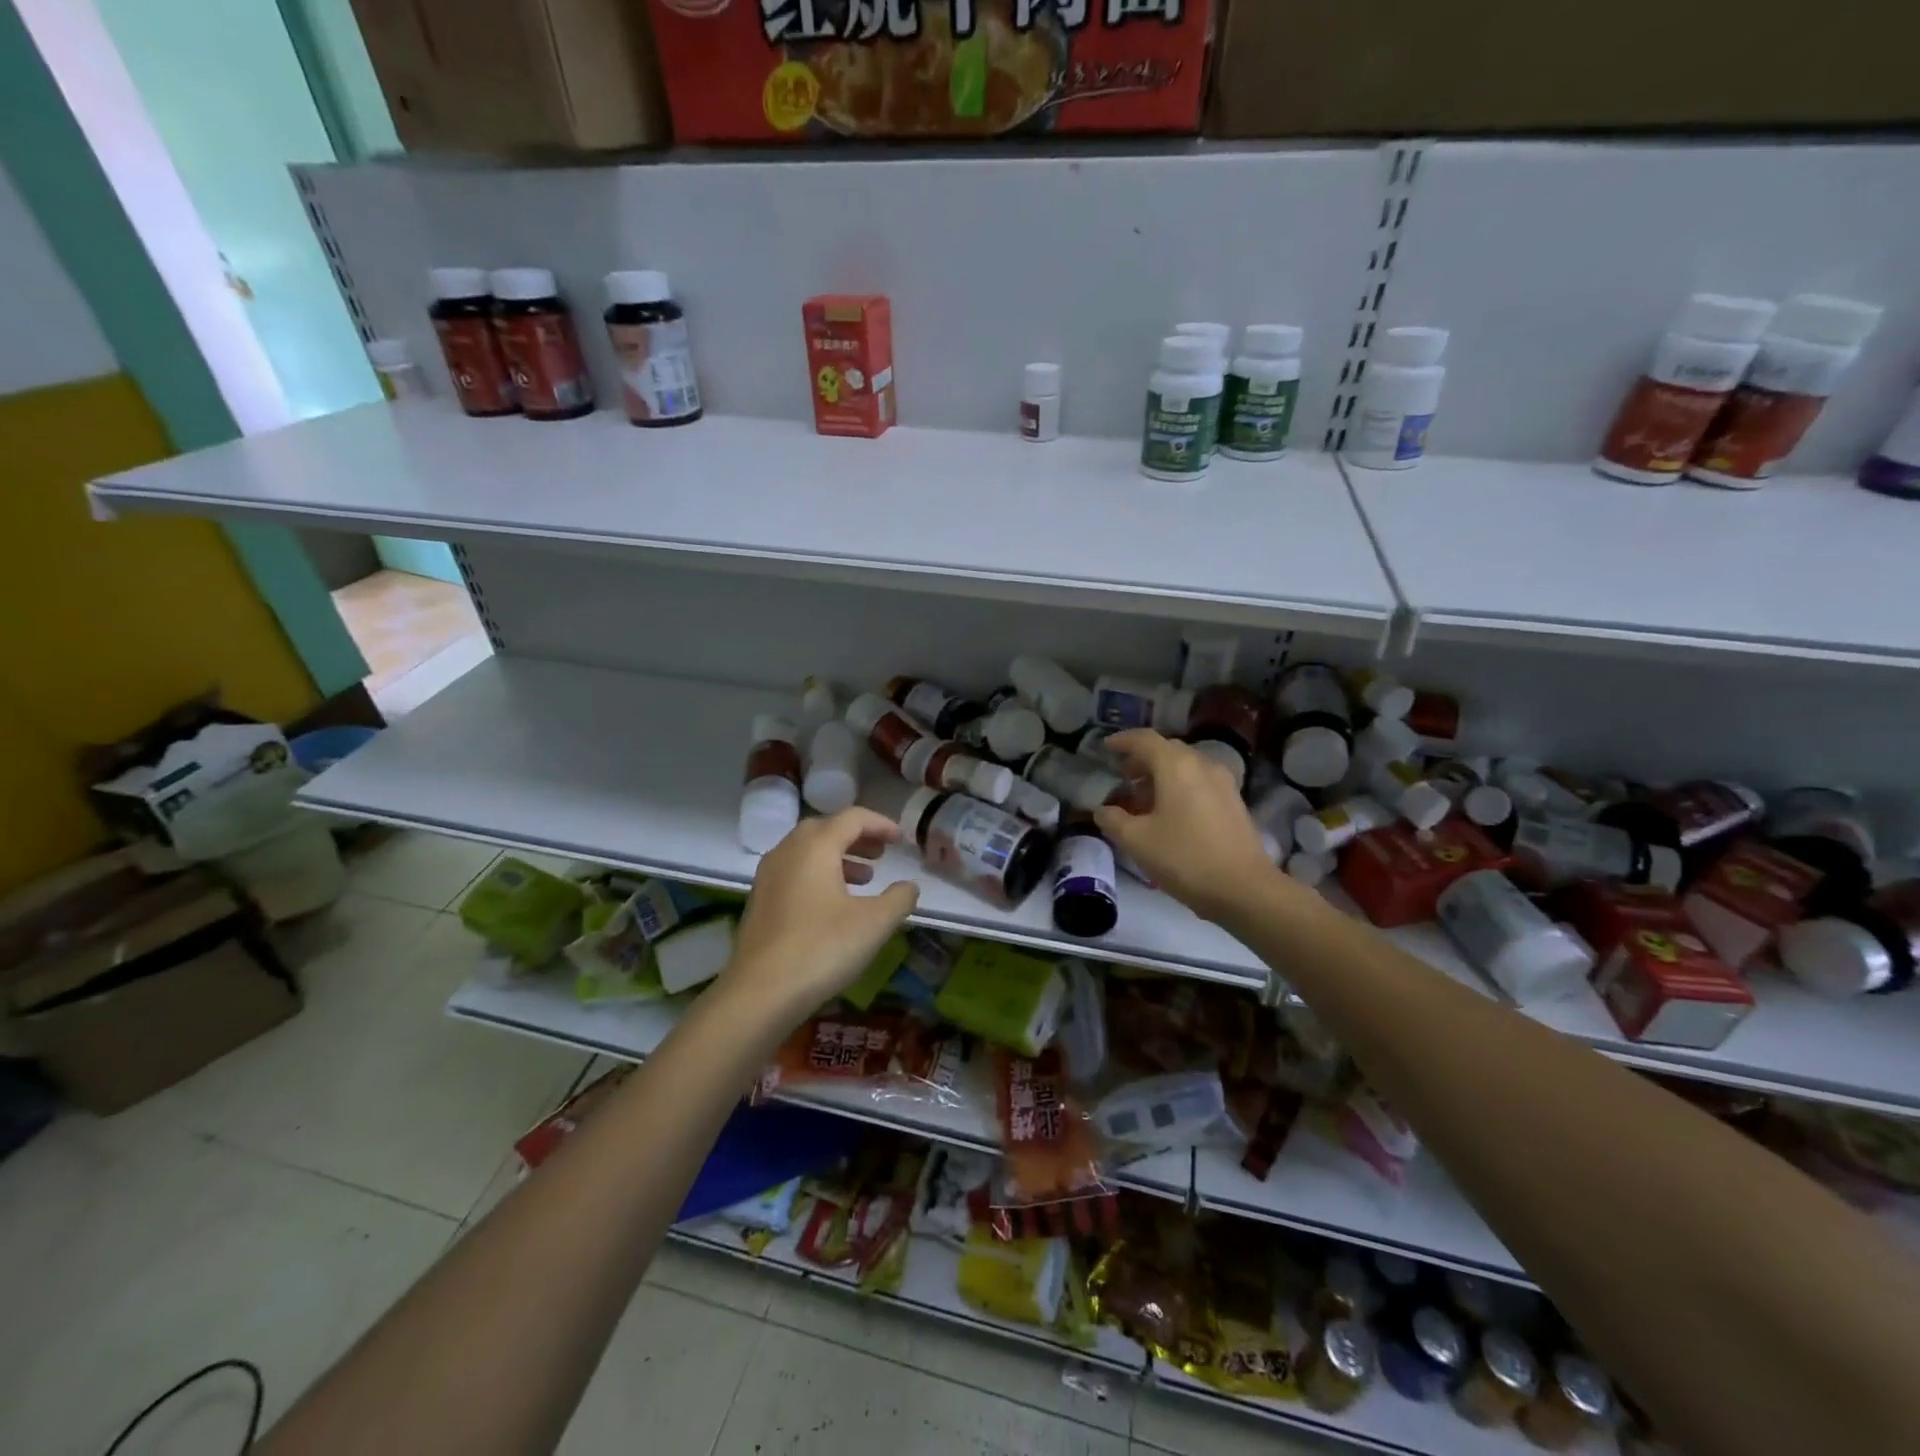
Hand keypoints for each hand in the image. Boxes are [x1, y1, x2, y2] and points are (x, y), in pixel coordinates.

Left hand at [726, 808, 920, 1018]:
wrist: (759, 993)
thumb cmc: (822, 948)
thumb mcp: (874, 923)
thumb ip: (899, 898)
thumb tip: (909, 886)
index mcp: (816, 846)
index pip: (852, 818)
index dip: (881, 824)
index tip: (901, 839)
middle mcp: (788, 851)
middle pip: (826, 829)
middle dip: (857, 838)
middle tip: (882, 854)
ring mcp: (768, 876)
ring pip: (808, 851)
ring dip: (838, 857)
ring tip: (865, 879)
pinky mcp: (760, 901)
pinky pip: (795, 872)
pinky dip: (819, 875)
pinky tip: (834, 905)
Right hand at [1095, 730, 1278, 922]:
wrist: (1245, 889)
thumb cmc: (1185, 858)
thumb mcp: (1136, 841)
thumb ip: (1112, 820)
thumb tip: (1103, 810)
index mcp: (1176, 766)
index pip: (1144, 739)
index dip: (1122, 741)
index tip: (1106, 748)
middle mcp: (1201, 764)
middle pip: (1167, 750)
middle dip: (1142, 760)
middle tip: (1123, 778)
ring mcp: (1223, 782)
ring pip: (1185, 766)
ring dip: (1162, 775)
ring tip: (1144, 800)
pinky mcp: (1234, 802)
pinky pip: (1200, 782)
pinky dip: (1180, 787)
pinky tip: (1171, 814)